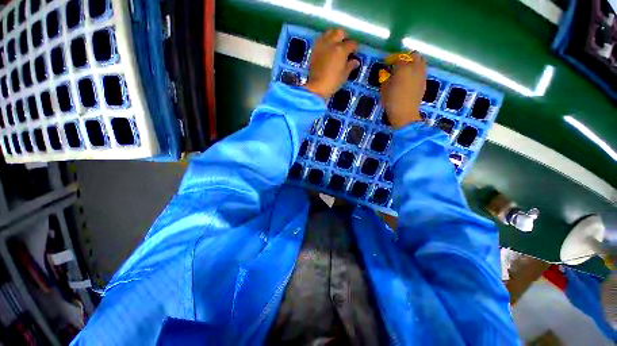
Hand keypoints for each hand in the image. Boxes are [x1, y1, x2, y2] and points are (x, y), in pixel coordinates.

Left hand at [305, 28, 359, 98]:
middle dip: (345, 36)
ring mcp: (322, 45)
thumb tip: (355, 61)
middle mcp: (332, 43)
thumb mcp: (344, 75)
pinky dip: (326, 40)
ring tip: (336, 43)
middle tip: (346, 44)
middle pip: (340, 32)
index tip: (356, 51)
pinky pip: (321, 39)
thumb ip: (350, 66)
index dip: (355, 47)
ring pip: (329, 32)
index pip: (351, 44)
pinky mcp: (314, 50)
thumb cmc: (333, 82)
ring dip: (334, 35)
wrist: (317, 87)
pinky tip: (327, 47)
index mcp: (341, 50)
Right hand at [381, 53, 426, 128]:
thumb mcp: (384, 89)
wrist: (405, 114)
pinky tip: (410, 79)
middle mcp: (415, 68)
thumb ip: (385, 78)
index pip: (399, 57)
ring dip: (413, 62)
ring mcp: (422, 75)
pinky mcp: (424, 82)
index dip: (392, 59)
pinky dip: (417, 70)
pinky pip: (422, 70)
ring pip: (421, 61)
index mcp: (403, 68)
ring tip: (405, 70)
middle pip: (414, 55)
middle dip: (406, 57)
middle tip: (398, 64)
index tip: (387, 63)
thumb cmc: (392, 102)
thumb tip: (385, 72)